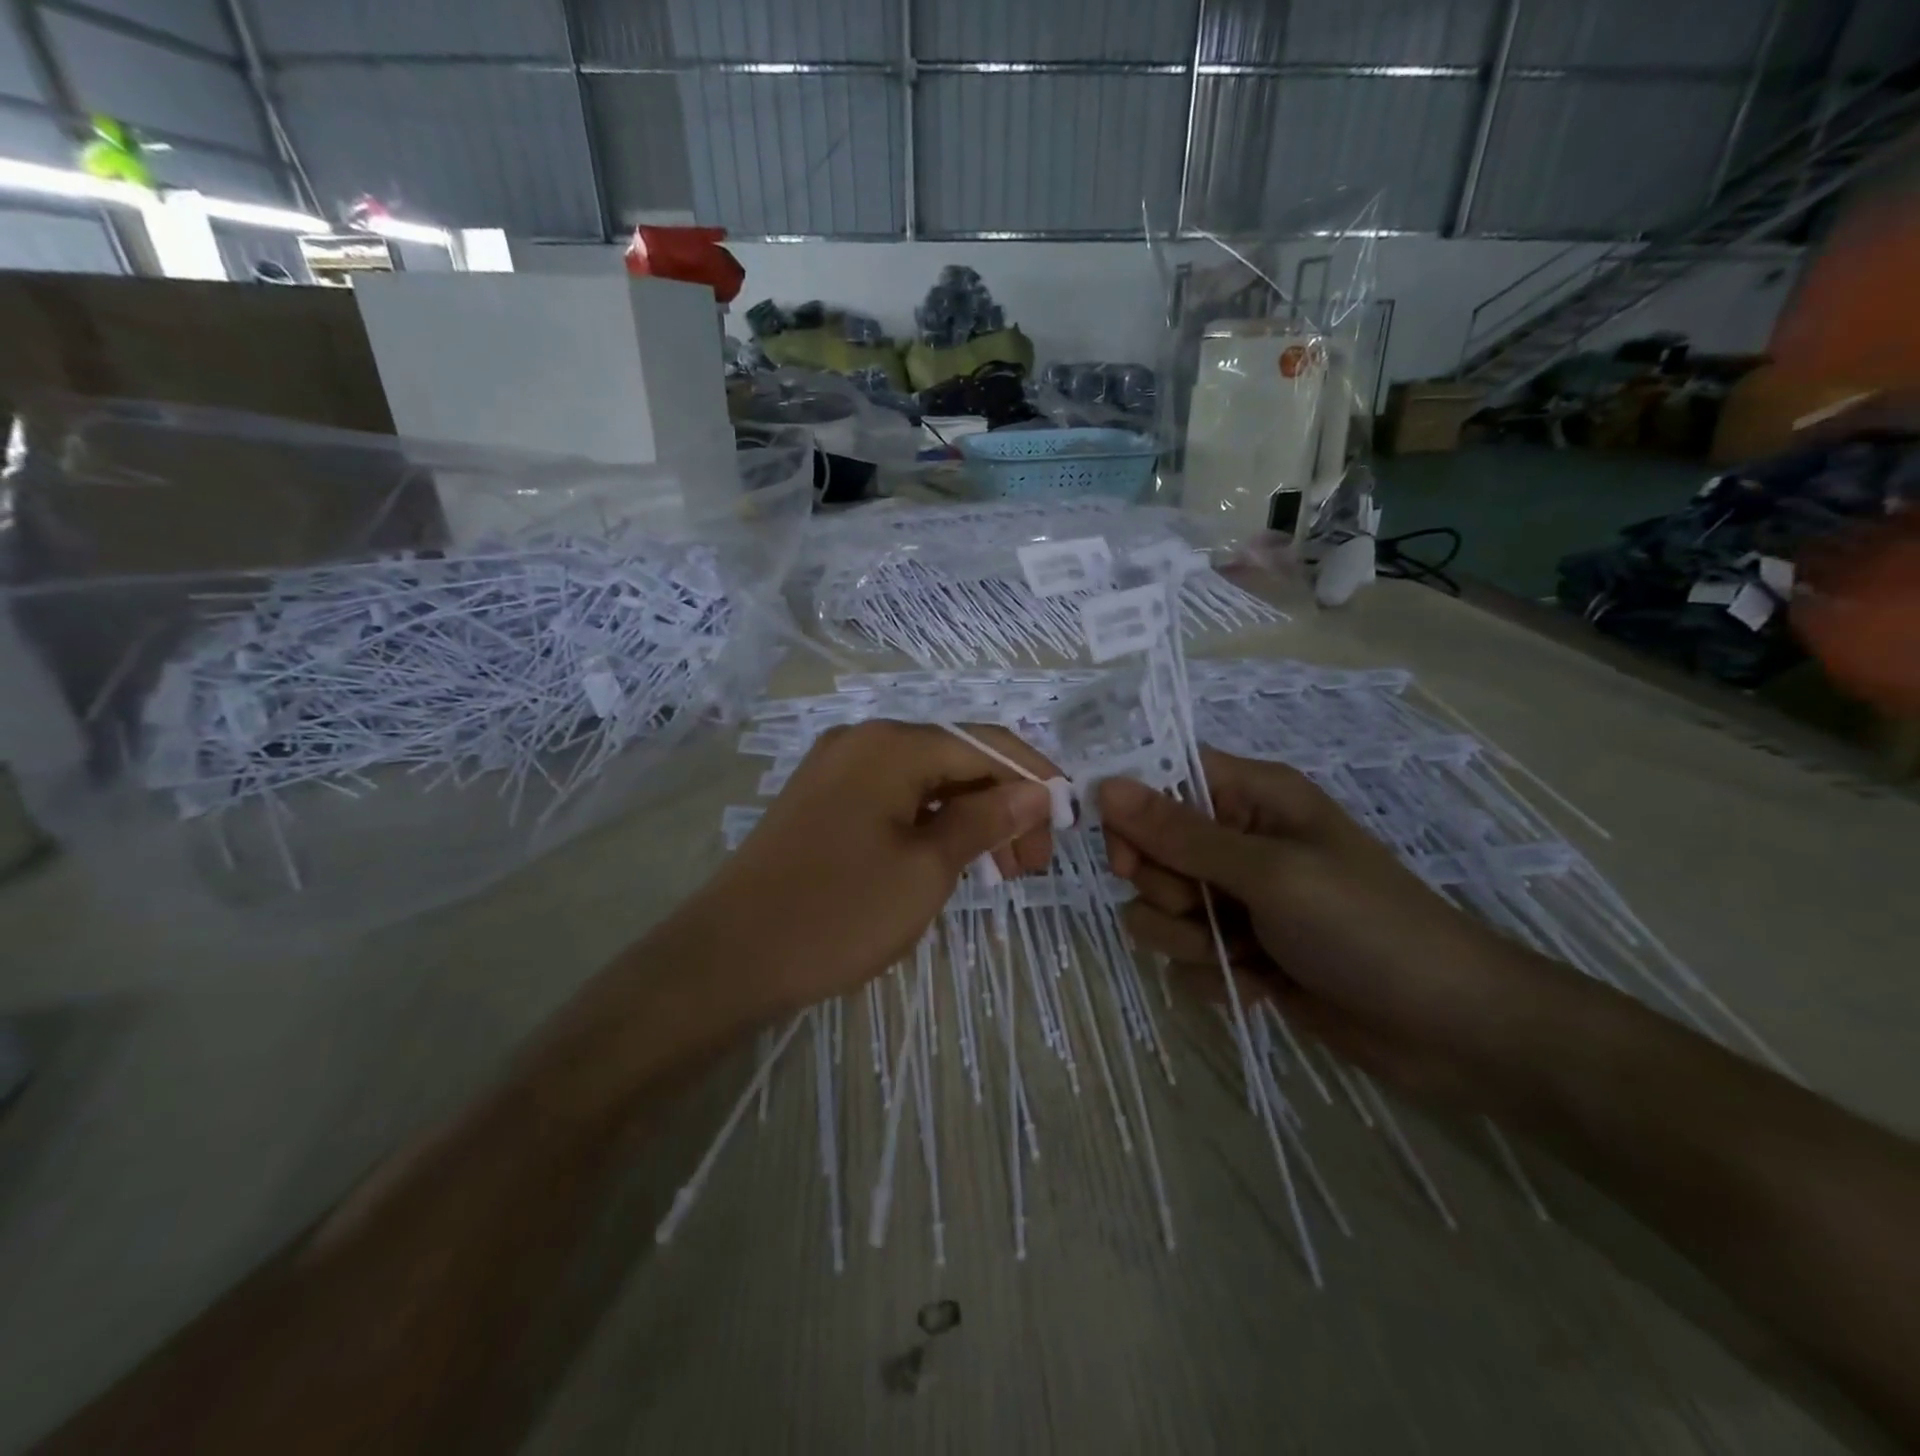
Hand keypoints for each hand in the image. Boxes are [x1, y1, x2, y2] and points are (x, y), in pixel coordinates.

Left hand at [668, 720, 1057, 1017]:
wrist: (730, 957)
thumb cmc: (839, 912)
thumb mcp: (926, 869)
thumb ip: (987, 821)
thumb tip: (1037, 791)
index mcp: (892, 744)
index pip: (986, 745)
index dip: (1034, 779)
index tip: (1066, 826)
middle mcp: (864, 740)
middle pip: (956, 759)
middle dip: (1003, 804)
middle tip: (1030, 864)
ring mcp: (837, 768)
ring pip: (925, 781)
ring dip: (968, 817)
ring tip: (999, 870)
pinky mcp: (822, 800)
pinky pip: (893, 798)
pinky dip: (930, 823)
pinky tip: (948, 858)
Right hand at [1098, 749, 1568, 1103]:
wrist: (1450, 1030)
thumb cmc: (1365, 927)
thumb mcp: (1270, 873)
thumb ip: (1181, 834)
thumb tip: (1106, 786)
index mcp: (1253, 797)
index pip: (1162, 777)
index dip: (1132, 811)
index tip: (1126, 855)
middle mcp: (1237, 840)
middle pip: (1149, 848)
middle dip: (1165, 888)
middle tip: (1202, 908)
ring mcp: (1236, 899)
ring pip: (1157, 907)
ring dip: (1185, 938)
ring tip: (1239, 956)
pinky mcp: (1239, 951)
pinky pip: (1183, 954)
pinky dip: (1212, 974)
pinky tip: (1260, 986)